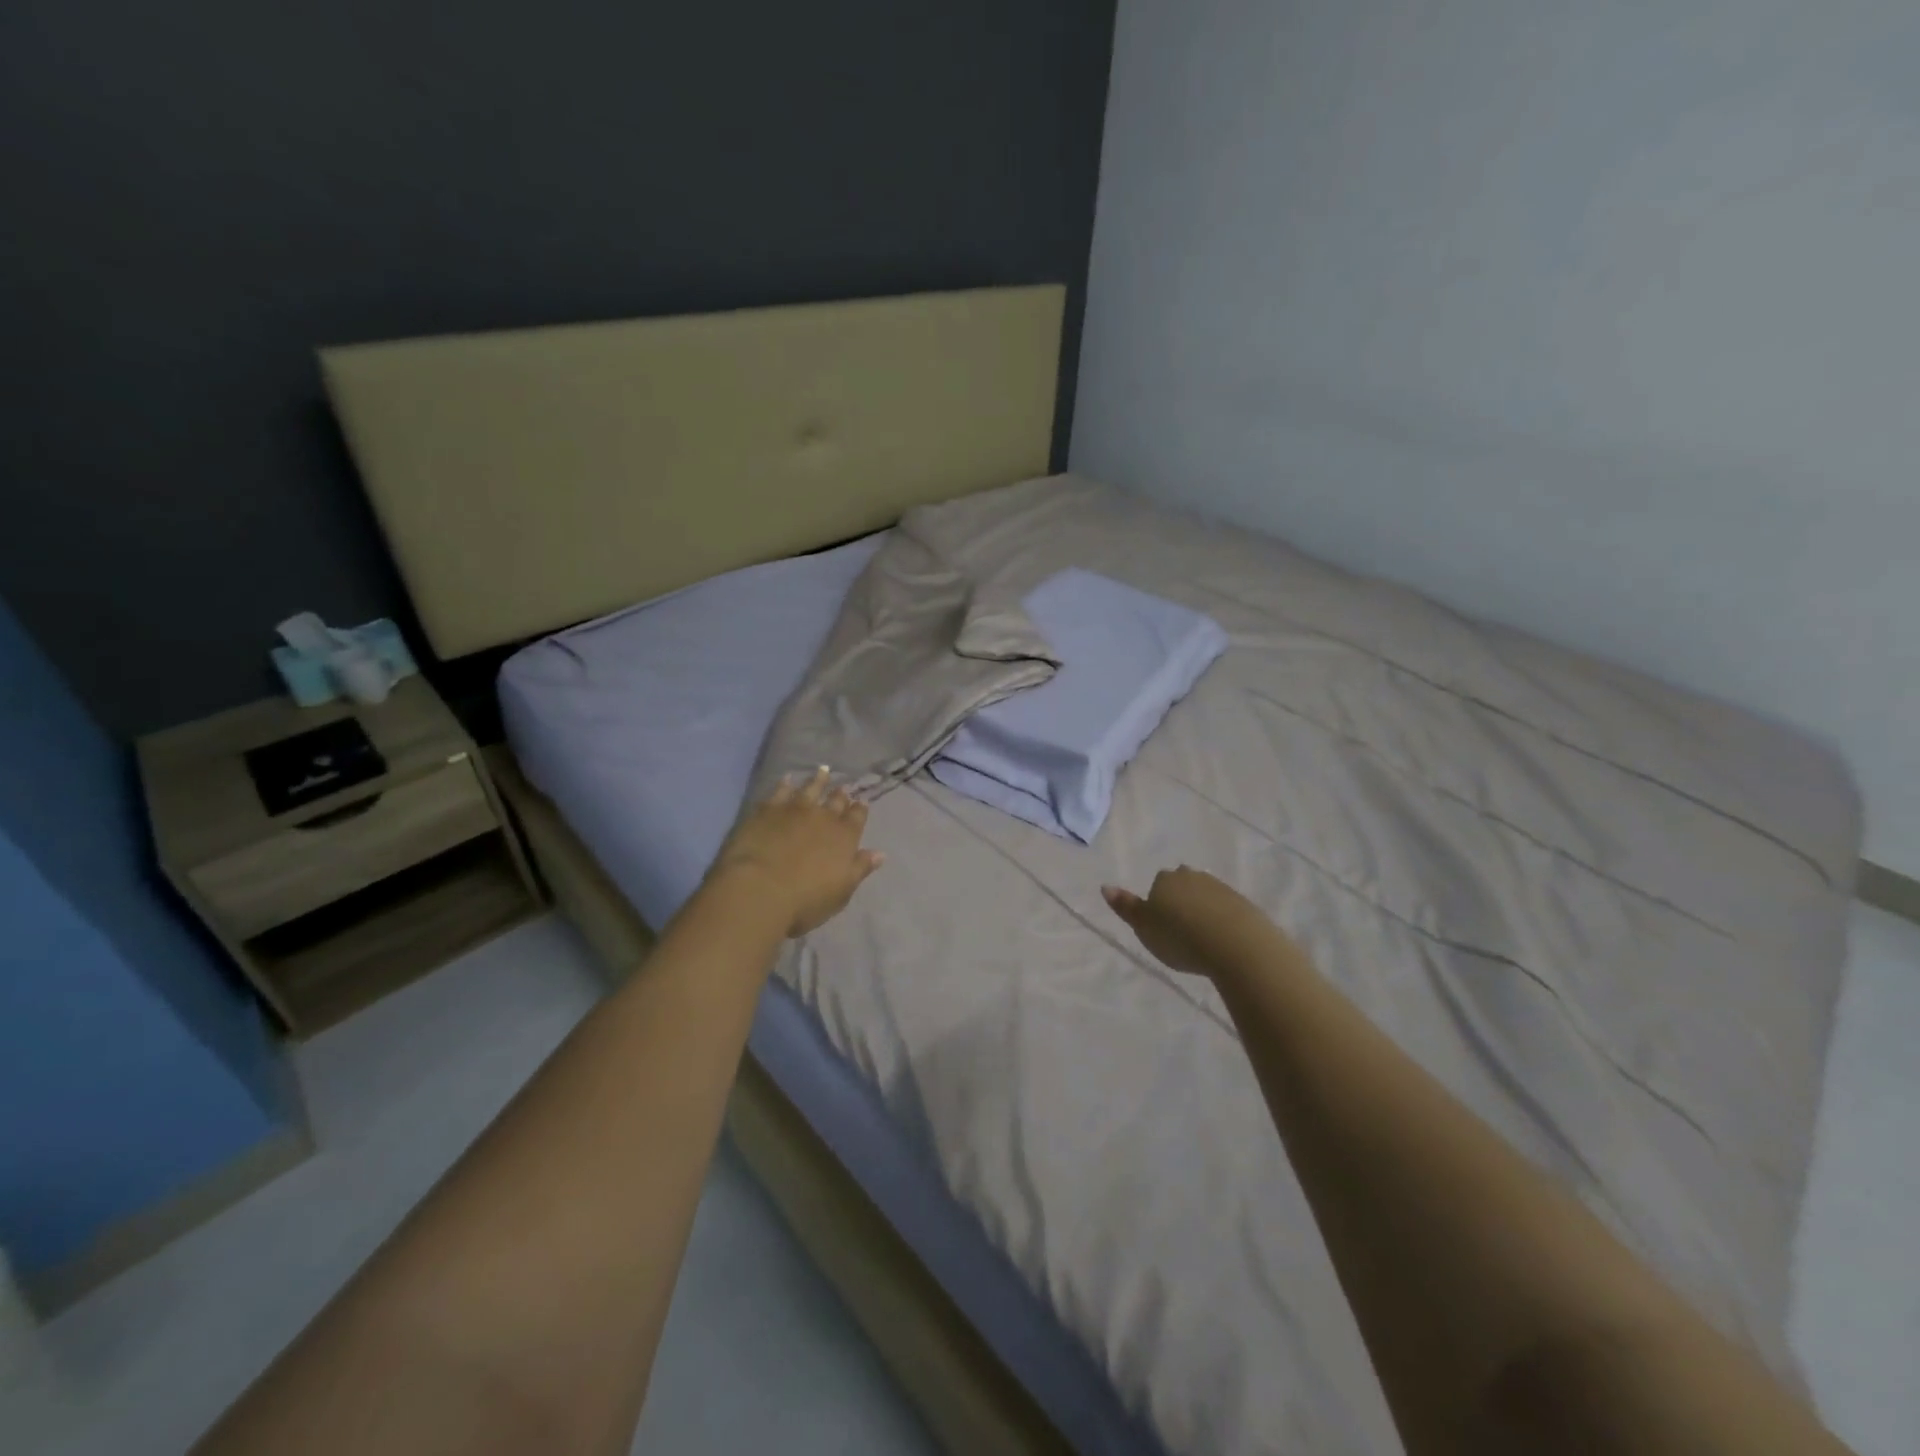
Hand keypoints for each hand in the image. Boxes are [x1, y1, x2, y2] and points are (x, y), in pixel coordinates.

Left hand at [712, 767, 884, 937]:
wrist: (759, 891)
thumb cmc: (805, 901)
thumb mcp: (841, 892)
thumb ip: (860, 869)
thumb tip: (879, 853)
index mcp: (845, 837)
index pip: (857, 817)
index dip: (860, 809)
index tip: (862, 802)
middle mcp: (824, 817)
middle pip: (836, 801)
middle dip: (841, 794)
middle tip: (843, 788)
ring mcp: (795, 810)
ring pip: (811, 788)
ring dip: (818, 780)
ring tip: (823, 771)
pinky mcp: (768, 809)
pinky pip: (780, 791)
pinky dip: (785, 784)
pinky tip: (787, 779)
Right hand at [1102, 866, 1283, 980]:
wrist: (1236, 944)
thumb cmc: (1180, 937)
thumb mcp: (1144, 927)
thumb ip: (1126, 907)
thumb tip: (1105, 886)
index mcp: (1166, 879)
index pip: (1158, 884)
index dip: (1158, 904)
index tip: (1162, 926)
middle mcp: (1192, 876)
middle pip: (1183, 884)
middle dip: (1181, 901)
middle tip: (1181, 930)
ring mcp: (1220, 887)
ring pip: (1205, 895)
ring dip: (1203, 910)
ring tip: (1202, 938)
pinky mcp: (1243, 903)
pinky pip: (1227, 909)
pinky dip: (1223, 920)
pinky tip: (1222, 940)